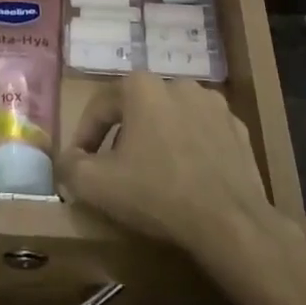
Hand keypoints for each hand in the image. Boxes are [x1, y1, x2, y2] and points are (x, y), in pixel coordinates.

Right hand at [57, 73, 289, 275]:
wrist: (229, 221)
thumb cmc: (157, 193)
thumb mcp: (98, 185)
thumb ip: (71, 166)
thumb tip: (68, 160)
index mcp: (141, 86)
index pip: (100, 106)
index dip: (84, 136)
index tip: (79, 165)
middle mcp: (177, 83)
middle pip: (138, 110)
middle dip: (124, 137)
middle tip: (117, 171)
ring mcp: (212, 103)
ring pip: (172, 118)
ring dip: (159, 140)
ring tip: (155, 175)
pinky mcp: (238, 128)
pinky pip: (203, 134)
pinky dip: (192, 149)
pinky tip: (189, 178)